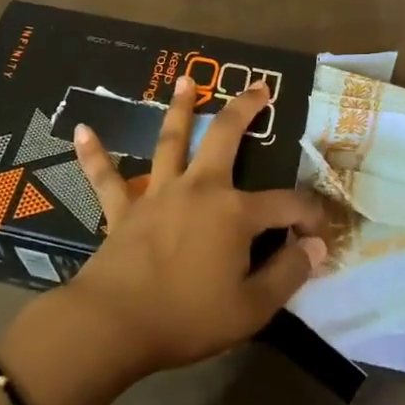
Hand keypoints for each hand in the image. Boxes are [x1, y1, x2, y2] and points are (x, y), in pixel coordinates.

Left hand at [65, 75, 327, 378]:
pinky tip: (82, 130)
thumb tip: (316, 246)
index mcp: (234, 213)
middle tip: (259, 86)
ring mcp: (158, 194)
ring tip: (185, 80)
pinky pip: (106, 177)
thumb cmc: (188, 319)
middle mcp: (199, 189)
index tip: (321, 236)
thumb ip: (287, 274)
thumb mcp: (252, 308)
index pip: (286, 204)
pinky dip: (94, 154)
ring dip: (178, 109)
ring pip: (170, 141)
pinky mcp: (123, 209)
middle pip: (225, 137)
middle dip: (245, 109)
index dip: (310, 216)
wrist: (115, 324)